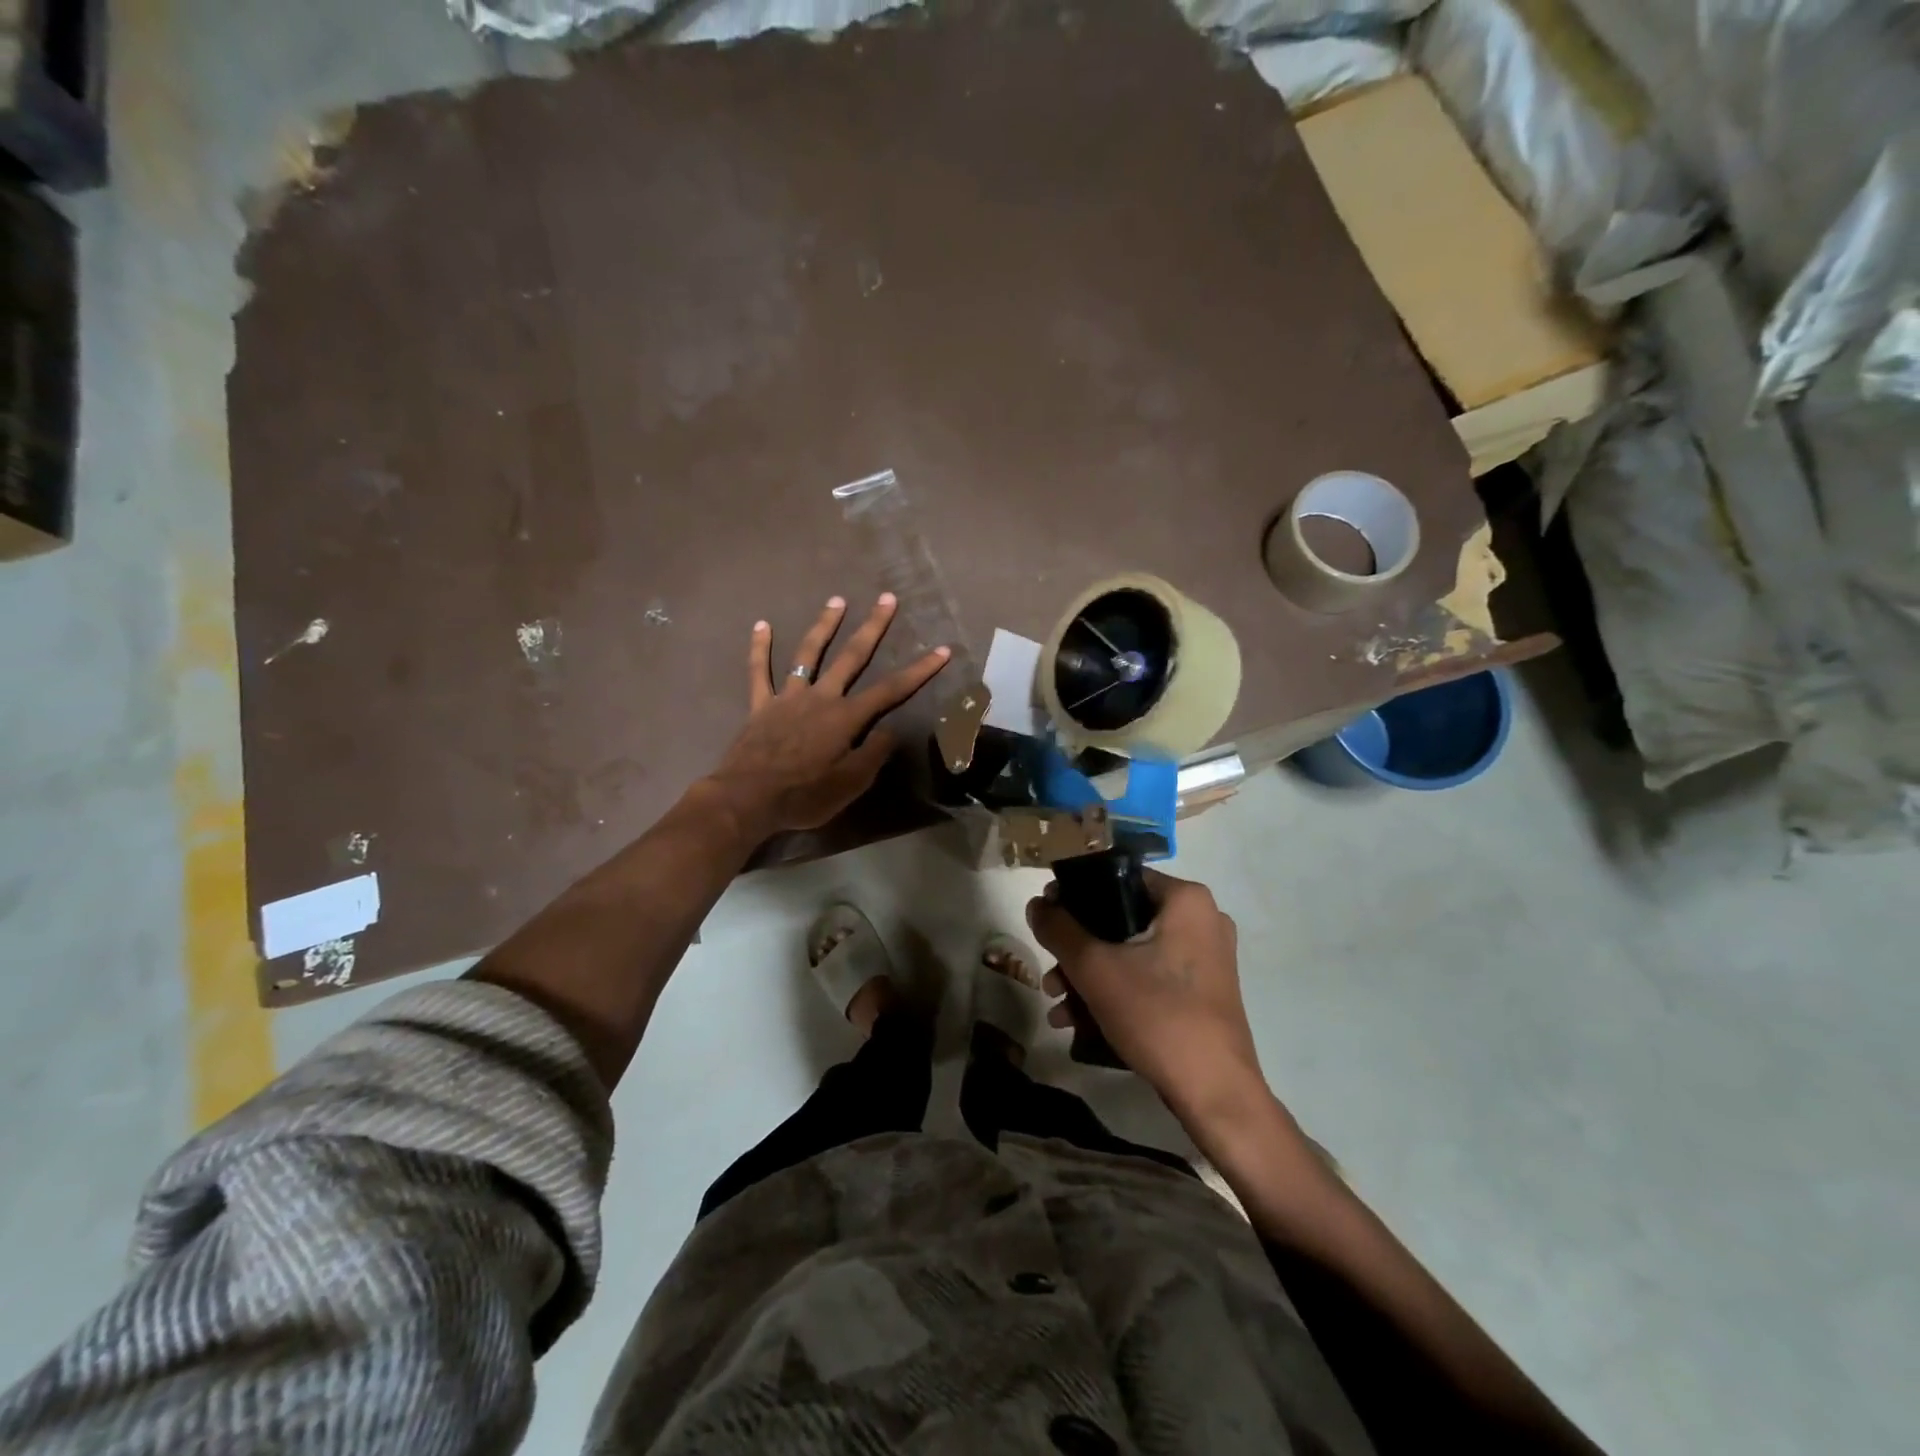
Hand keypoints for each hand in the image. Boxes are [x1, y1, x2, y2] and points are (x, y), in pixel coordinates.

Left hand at [706, 593, 949, 839]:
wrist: (748, 798)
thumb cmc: (804, 795)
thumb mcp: (851, 784)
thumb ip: (873, 754)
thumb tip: (889, 731)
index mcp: (846, 717)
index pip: (891, 690)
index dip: (919, 670)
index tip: (941, 650)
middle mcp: (820, 698)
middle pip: (851, 657)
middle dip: (872, 627)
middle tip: (886, 599)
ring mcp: (788, 697)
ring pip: (808, 654)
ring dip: (824, 625)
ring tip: (837, 600)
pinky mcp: (761, 705)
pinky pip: (759, 672)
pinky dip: (759, 648)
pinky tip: (762, 625)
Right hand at [1028, 870, 1268, 1129]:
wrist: (1215, 1094)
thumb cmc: (1157, 1015)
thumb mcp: (1095, 968)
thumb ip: (1059, 929)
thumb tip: (1036, 904)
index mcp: (1185, 899)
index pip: (1117, 876)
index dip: (1074, 894)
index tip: (1046, 919)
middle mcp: (1201, 919)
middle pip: (1120, 918)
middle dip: (1077, 949)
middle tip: (1050, 974)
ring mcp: (1205, 957)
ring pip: (1131, 951)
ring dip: (1089, 976)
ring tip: (1058, 1006)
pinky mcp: (1203, 990)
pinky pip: (1149, 975)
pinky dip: (1115, 990)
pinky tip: (1080, 1022)